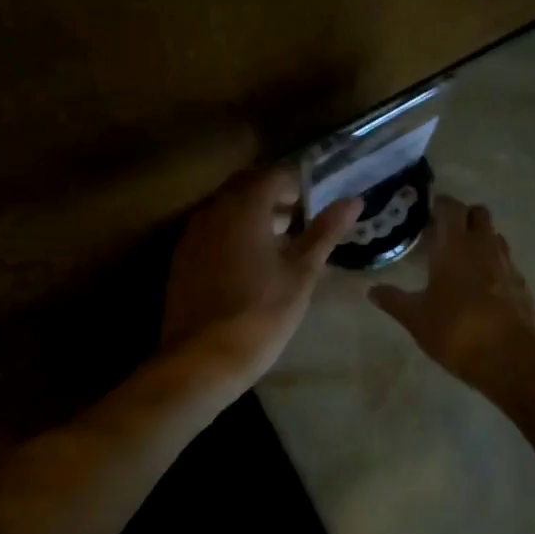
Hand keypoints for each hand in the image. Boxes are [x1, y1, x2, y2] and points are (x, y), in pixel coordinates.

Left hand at [161, 168, 362, 386]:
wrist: (203, 358)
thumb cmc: (262, 313)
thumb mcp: (302, 273)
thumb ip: (325, 232)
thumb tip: (353, 201)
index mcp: (245, 206)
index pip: (275, 174)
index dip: (298, 186)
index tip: (313, 208)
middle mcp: (213, 209)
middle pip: (247, 186)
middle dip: (273, 198)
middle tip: (297, 224)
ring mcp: (192, 234)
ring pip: (226, 208)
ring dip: (251, 216)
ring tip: (277, 246)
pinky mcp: (181, 258)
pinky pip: (210, 231)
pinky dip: (231, 235)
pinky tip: (247, 265)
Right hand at [369, 195, 534, 387]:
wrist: (508, 358)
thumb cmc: (454, 330)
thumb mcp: (415, 317)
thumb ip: (393, 299)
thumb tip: (371, 290)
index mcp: (454, 246)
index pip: (451, 207)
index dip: (440, 204)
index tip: (427, 211)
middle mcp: (483, 246)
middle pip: (479, 213)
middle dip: (464, 216)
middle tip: (444, 233)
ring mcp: (506, 265)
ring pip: (495, 236)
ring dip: (480, 238)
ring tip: (462, 258)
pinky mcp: (521, 286)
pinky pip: (506, 264)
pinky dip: (494, 265)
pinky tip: (482, 287)